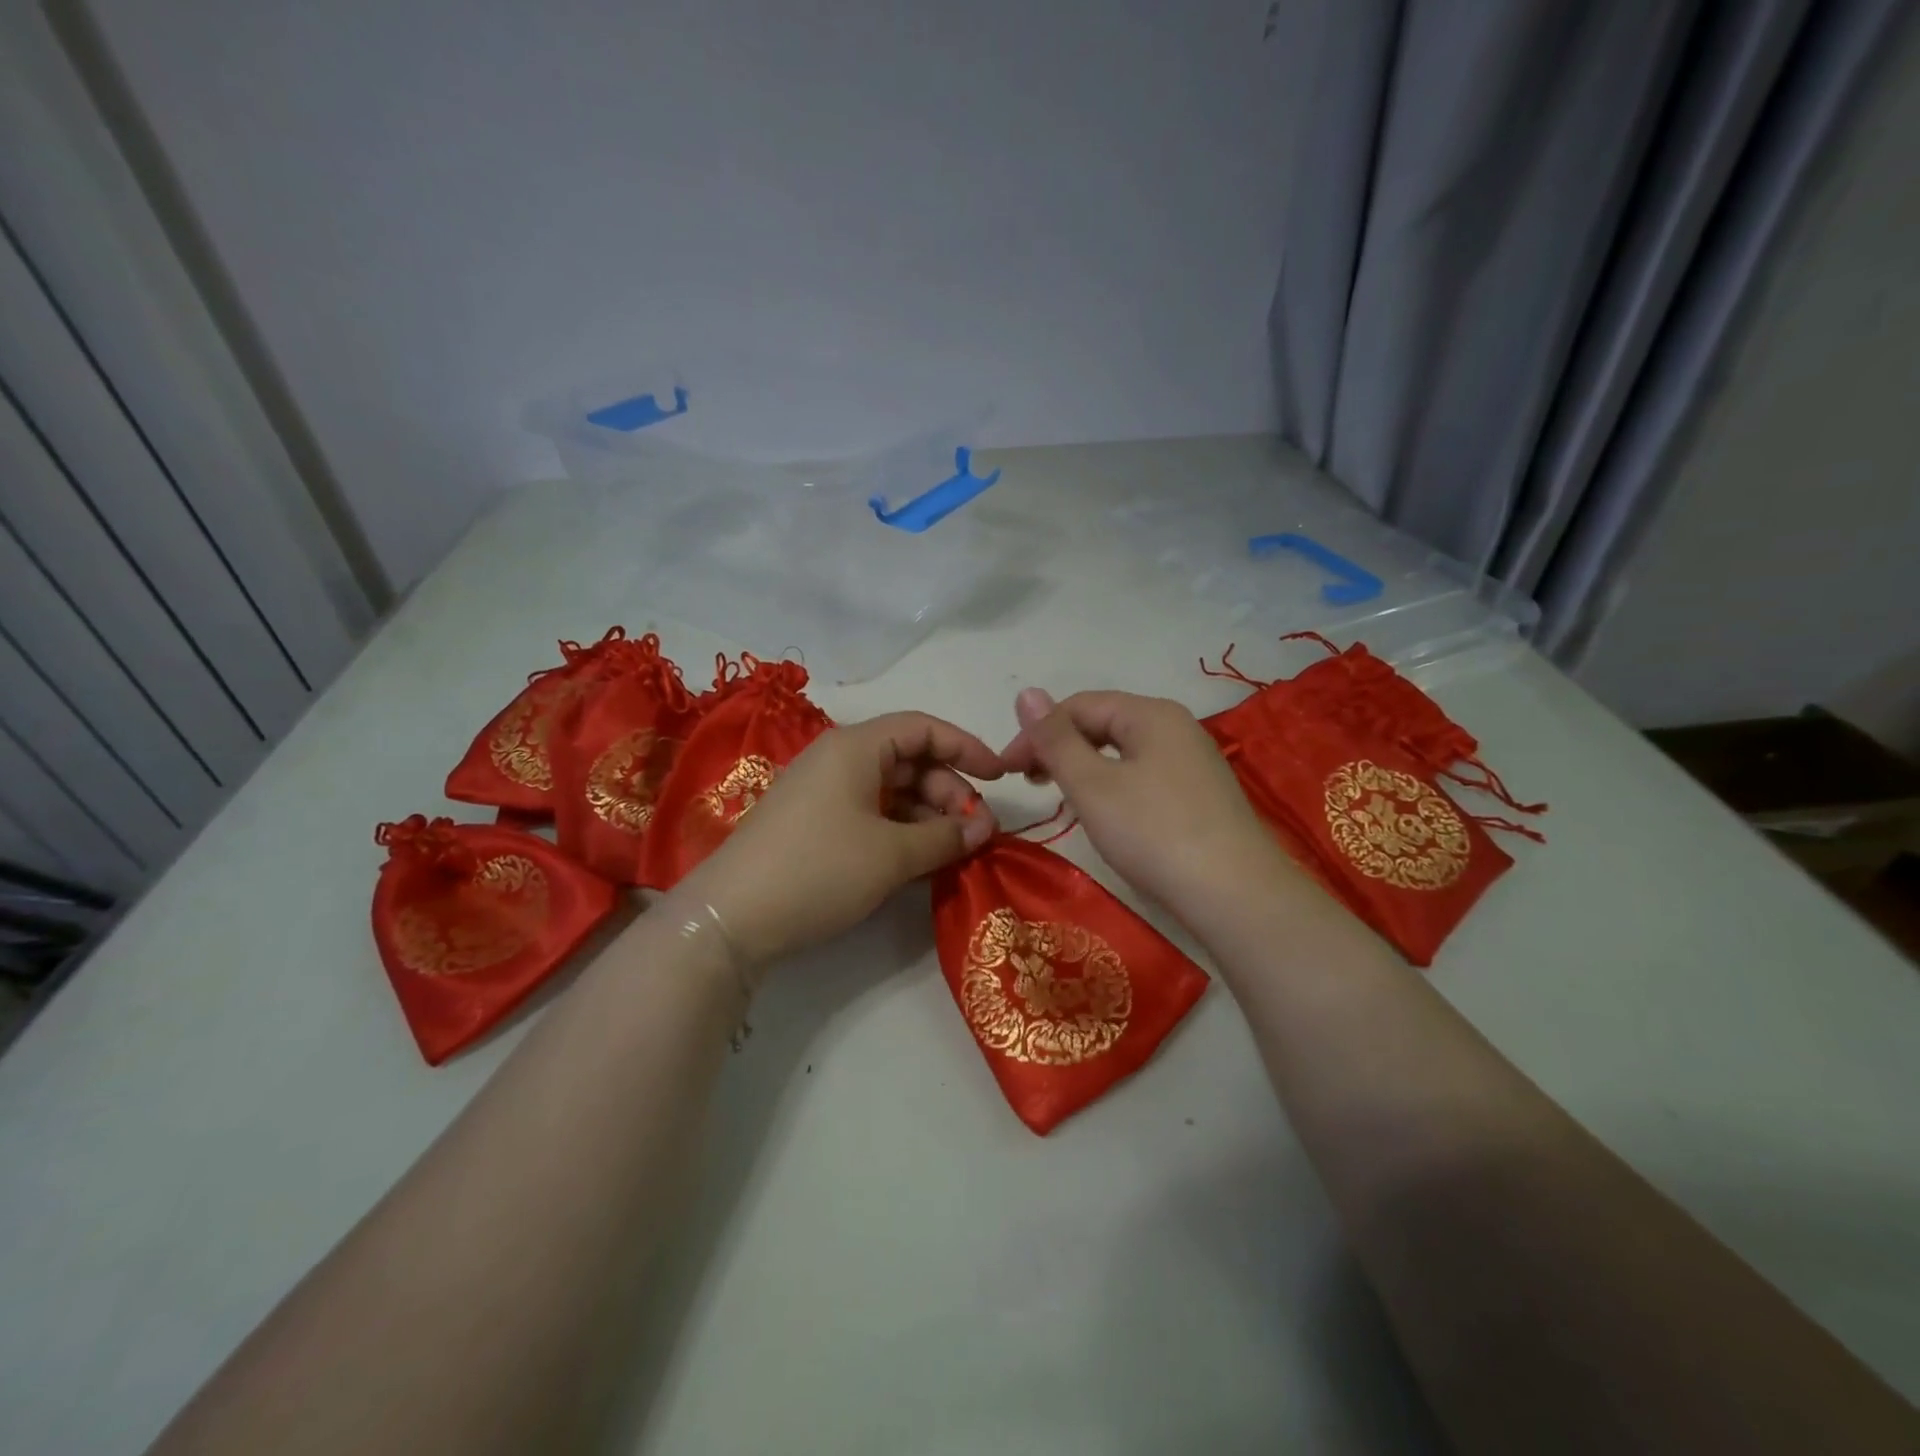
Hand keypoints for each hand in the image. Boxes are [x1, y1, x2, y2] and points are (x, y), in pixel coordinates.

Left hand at [676, 712, 1001, 971]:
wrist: (730, 919)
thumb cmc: (818, 870)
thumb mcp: (891, 854)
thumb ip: (945, 836)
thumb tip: (984, 828)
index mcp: (856, 747)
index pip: (923, 728)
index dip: (967, 748)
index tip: (1000, 778)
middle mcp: (839, 759)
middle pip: (910, 760)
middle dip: (950, 791)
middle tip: (977, 832)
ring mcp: (824, 793)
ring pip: (891, 790)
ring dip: (928, 815)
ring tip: (953, 852)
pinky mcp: (814, 824)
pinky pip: (871, 814)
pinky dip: (901, 831)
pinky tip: (920, 861)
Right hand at [997, 688, 1289, 926]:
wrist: (1235, 895)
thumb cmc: (1153, 833)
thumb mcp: (1092, 785)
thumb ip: (1055, 740)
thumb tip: (1026, 692)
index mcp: (1151, 714)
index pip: (1079, 706)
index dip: (1036, 733)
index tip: (1007, 771)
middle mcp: (1177, 727)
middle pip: (1103, 723)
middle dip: (1060, 748)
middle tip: (1031, 784)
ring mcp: (1194, 761)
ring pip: (1124, 751)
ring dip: (1085, 767)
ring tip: (1062, 798)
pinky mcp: (1201, 794)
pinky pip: (1145, 774)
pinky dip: (1114, 785)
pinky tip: (1107, 814)